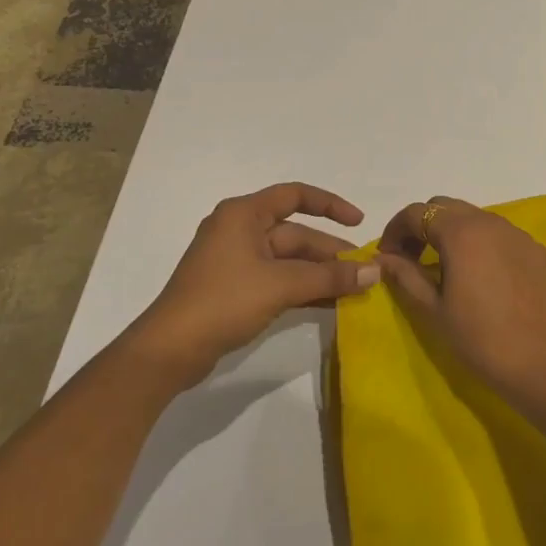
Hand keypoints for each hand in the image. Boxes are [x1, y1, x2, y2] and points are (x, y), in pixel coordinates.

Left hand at [132, 182, 379, 387]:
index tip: (359, 223)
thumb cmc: (224, 301)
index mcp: (243, 214)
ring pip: (289, 260)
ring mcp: (236, 261)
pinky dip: (303, 288)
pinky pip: (279, 280)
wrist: (170, 350)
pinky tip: (330, 303)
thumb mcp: (282, 285)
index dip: (330, 205)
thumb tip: (375, 271)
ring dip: (320, 273)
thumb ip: (330, 277)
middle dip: (330, 252)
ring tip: (355, 289)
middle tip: (364, 272)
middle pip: (295, 233)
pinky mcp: (236, 289)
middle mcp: (240, 230)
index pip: (295, 195)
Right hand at [374, 197, 545, 405]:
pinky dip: (480, 243)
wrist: (544, 364)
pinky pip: (499, 234)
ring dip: (451, 232)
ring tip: (444, 268)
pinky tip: (480, 276)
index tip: (387, 258)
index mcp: (461, 232)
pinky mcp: (536, 250)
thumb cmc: (480, 339)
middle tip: (411, 259)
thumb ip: (405, 275)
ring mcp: (518, 234)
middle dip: (422, 226)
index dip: (395, 230)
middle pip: (445, 207)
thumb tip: (382, 258)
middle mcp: (491, 222)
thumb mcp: (433, 309)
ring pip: (474, 217)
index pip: (417, 213)